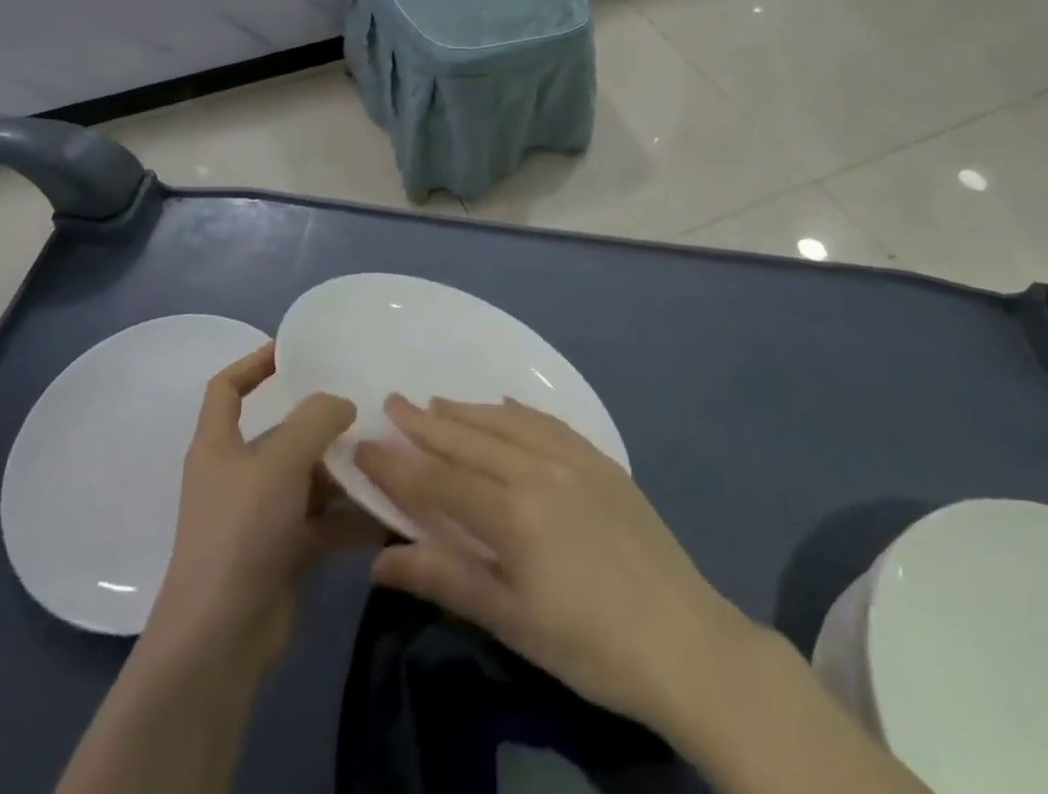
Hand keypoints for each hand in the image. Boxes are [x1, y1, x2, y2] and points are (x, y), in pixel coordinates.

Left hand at [143, 342, 379, 678]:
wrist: (219, 641)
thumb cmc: (241, 532)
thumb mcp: (280, 462)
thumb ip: (315, 421)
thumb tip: (341, 403)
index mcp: (218, 446)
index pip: (226, 388)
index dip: (253, 363)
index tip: (293, 352)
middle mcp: (235, 476)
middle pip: (281, 436)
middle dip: (322, 427)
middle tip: (368, 412)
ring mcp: (258, 519)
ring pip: (307, 480)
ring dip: (342, 473)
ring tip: (386, 461)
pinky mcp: (281, 555)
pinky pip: (320, 522)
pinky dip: (348, 518)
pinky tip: (384, 514)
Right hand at [354, 395, 745, 738]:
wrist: (685, 641)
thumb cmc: (589, 645)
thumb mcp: (511, 622)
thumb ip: (446, 579)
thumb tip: (379, 562)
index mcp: (512, 513)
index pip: (437, 481)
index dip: (396, 465)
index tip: (362, 446)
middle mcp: (537, 470)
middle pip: (468, 440)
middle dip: (424, 423)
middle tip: (391, 403)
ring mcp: (572, 459)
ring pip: (505, 423)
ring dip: (465, 412)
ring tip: (433, 402)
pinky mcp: (599, 460)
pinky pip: (547, 422)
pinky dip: (516, 411)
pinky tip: (502, 405)